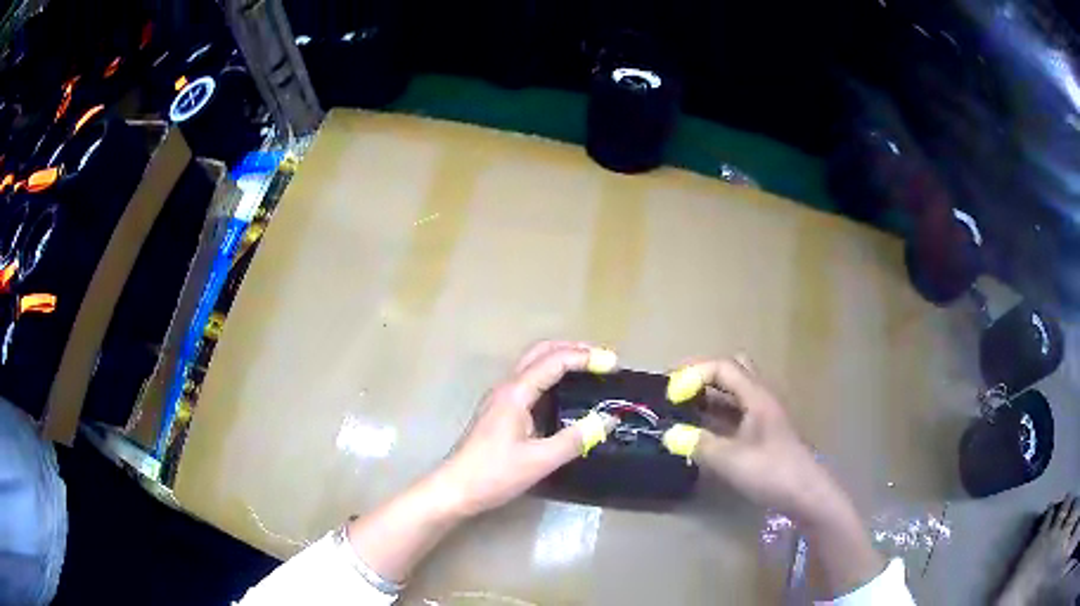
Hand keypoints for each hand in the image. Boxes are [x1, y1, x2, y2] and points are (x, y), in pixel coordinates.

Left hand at [438, 340, 617, 515]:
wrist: (455, 489)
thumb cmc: (494, 474)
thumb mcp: (540, 460)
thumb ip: (575, 439)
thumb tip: (608, 418)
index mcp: (515, 393)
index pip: (554, 361)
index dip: (585, 358)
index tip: (613, 364)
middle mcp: (507, 387)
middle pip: (541, 352)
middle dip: (573, 349)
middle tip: (602, 359)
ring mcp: (500, 399)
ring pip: (533, 364)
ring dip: (561, 359)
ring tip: (589, 369)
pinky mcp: (499, 411)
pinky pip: (529, 381)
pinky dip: (551, 375)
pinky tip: (564, 393)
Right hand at [667, 356, 845, 524]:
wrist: (807, 495)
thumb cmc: (772, 472)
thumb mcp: (731, 460)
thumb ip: (698, 445)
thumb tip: (667, 434)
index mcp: (756, 396)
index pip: (722, 367)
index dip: (693, 374)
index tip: (671, 396)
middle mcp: (761, 398)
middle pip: (732, 370)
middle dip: (703, 375)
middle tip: (679, 391)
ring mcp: (764, 416)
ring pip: (735, 392)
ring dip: (710, 395)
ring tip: (684, 409)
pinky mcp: (764, 434)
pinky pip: (736, 412)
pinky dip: (717, 414)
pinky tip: (703, 432)